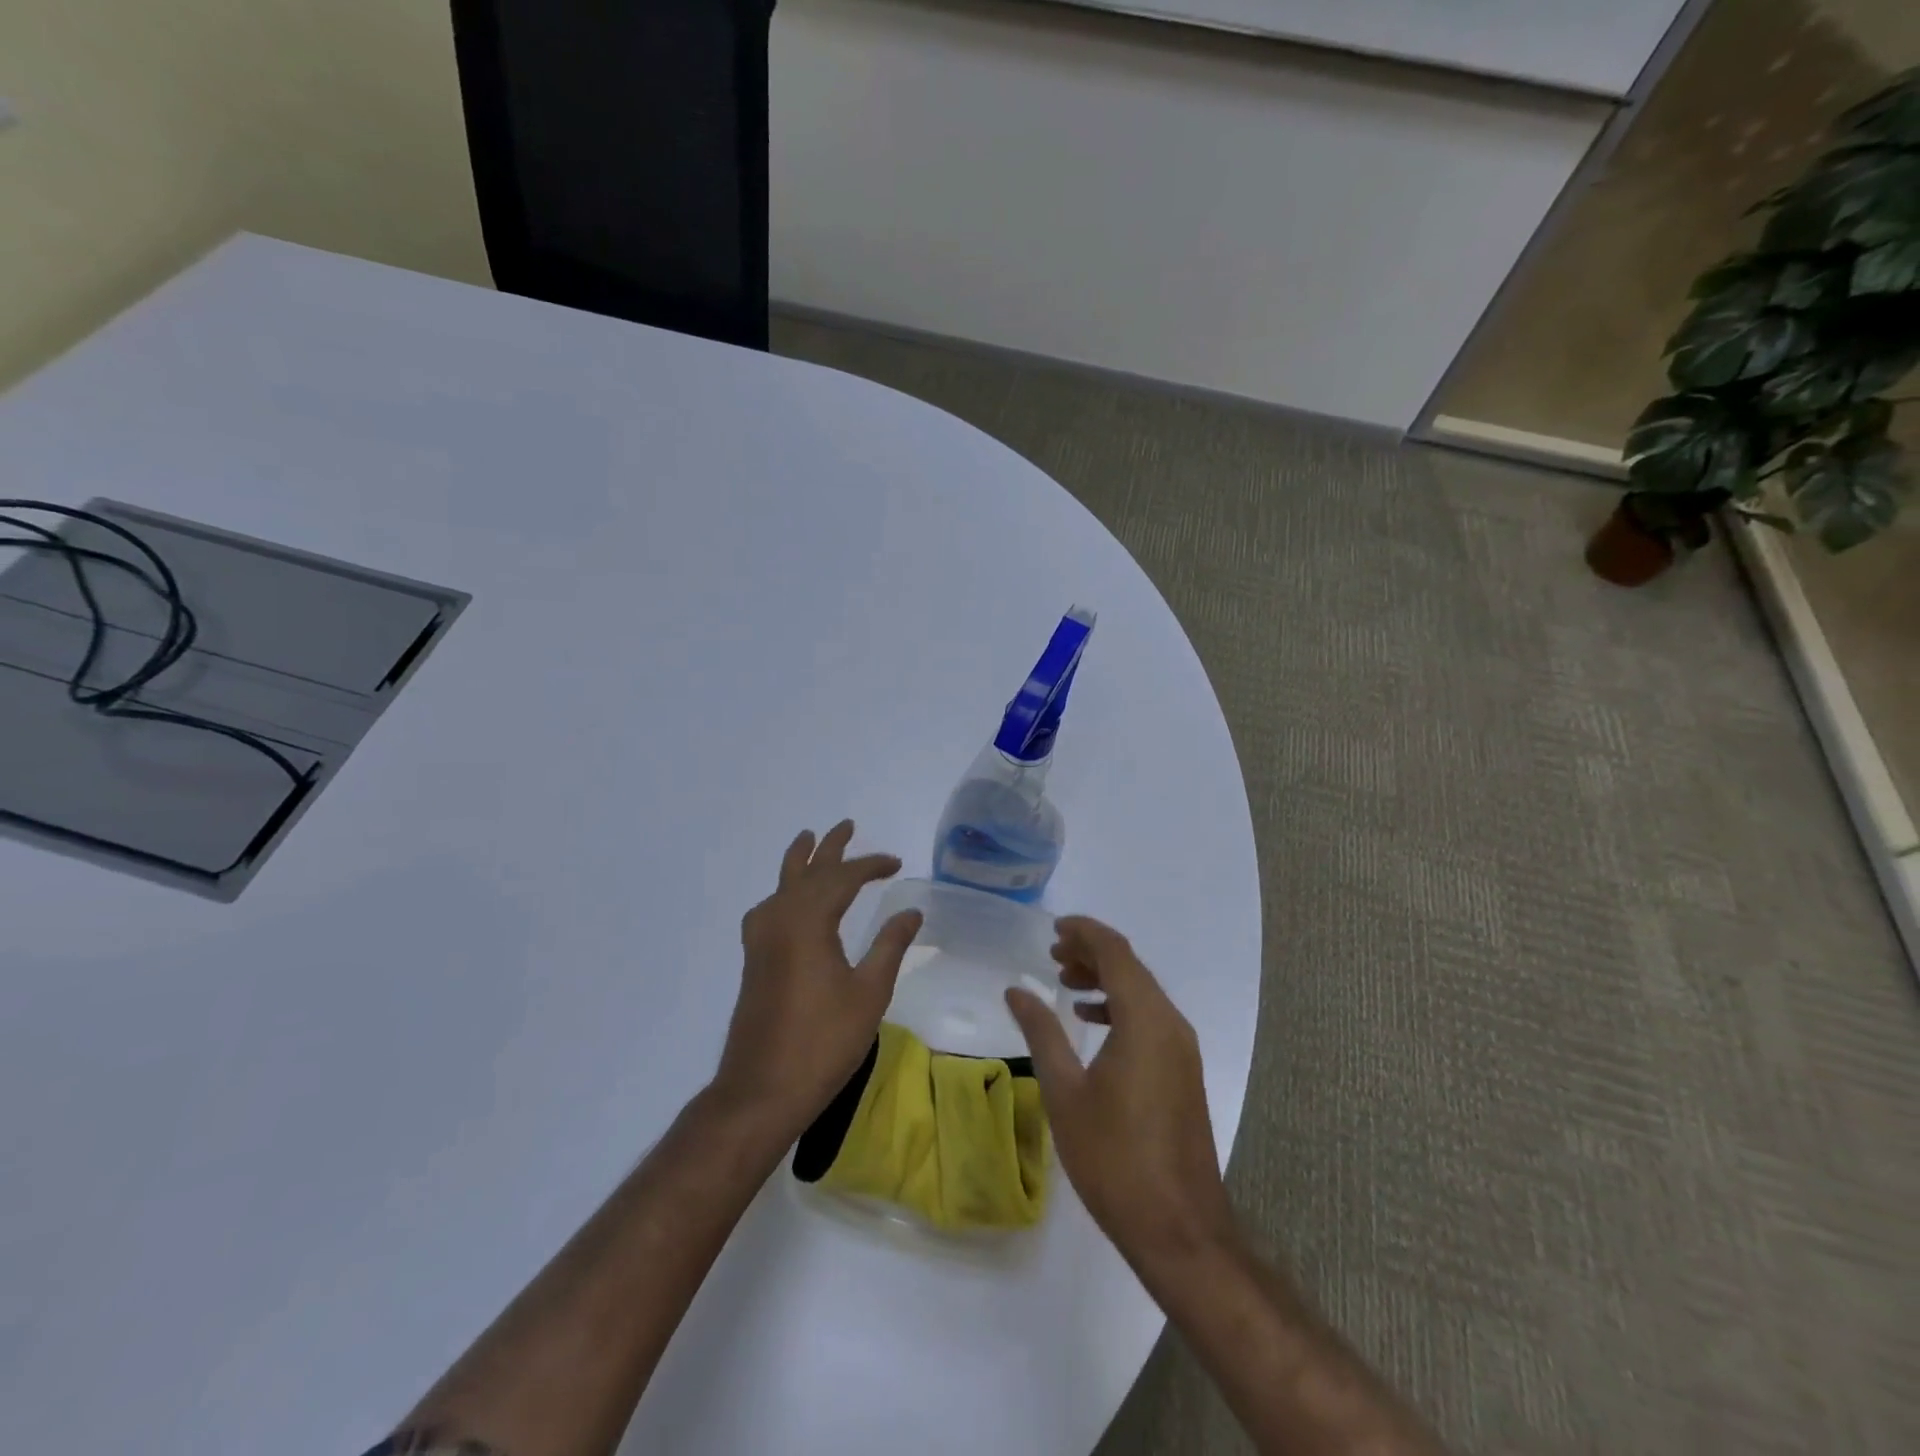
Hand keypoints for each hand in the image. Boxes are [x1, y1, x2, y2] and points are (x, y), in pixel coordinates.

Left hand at [711, 820, 922, 1142]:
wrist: (762, 1089)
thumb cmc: (823, 1041)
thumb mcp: (869, 993)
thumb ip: (890, 945)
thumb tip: (911, 910)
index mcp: (808, 921)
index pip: (843, 878)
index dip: (871, 865)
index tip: (895, 862)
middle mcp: (780, 919)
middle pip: (807, 871)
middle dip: (829, 848)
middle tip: (846, 825)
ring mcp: (761, 939)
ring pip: (782, 885)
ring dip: (800, 862)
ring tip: (808, 840)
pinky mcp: (754, 959)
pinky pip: (770, 906)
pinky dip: (785, 890)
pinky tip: (788, 900)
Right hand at [1005, 916, 1236, 1272]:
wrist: (1177, 1227)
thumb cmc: (1113, 1157)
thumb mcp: (1065, 1091)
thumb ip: (1041, 1032)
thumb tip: (1016, 990)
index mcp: (1145, 1020)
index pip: (1116, 952)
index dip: (1085, 932)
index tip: (1054, 928)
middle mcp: (1170, 1023)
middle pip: (1131, 967)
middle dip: (1092, 953)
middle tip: (1052, 953)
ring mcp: (1182, 1048)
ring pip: (1142, 992)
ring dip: (1105, 978)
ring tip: (1064, 980)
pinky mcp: (1182, 1070)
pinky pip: (1150, 1017)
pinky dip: (1120, 1006)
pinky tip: (1091, 1021)